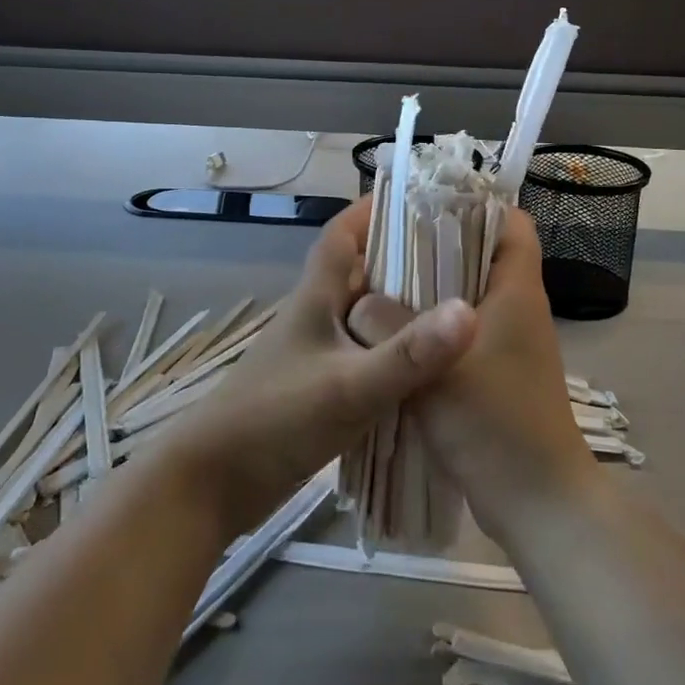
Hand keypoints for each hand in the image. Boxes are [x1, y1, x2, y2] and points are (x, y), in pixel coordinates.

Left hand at [161, 197, 476, 536]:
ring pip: (366, 317)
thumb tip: (470, 312)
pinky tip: (428, 368)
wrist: (213, 485)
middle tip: (461, 258)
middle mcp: (316, 317)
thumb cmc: (275, 420)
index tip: (421, 200)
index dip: (374, 210)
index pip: (342, 234)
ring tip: (457, 308)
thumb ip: (408, 354)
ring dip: (402, 309)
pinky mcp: (319, 390)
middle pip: (361, 272)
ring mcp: (316, 355)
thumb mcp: (348, 387)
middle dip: (405, 259)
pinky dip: (394, 354)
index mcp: (315, 298)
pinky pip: (366, 357)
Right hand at [349, 207, 597, 544]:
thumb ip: (389, 327)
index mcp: (517, 292)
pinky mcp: (496, 373)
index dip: (477, 205)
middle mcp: (518, 308)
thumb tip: (359, 300)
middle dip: (437, 246)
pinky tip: (395, 337)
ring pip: (468, 296)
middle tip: (386, 246)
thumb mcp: (432, 371)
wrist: (537, 502)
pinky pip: (462, 332)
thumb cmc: (494, 425)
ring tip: (380, 285)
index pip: (512, 223)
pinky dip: (433, 327)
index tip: (426, 206)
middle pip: (483, 255)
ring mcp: (509, 343)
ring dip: (430, 290)